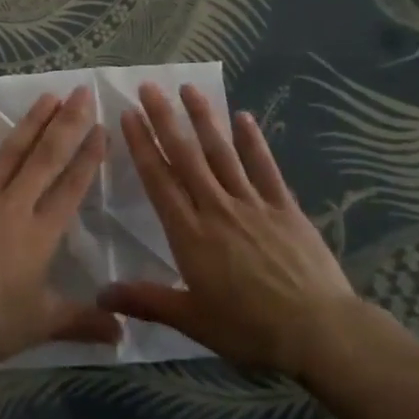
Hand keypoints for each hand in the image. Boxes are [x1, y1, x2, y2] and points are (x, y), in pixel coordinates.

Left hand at [0, 87, 121, 368]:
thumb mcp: (40, 326)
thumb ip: (83, 323)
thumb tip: (124, 335)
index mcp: (41, 235)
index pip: (72, 188)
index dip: (89, 157)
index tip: (102, 128)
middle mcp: (14, 206)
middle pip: (46, 158)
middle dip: (67, 124)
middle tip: (82, 92)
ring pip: (10, 152)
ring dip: (31, 122)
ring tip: (48, 96)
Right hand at [101, 82, 357, 379]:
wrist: (319, 331)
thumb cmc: (250, 329)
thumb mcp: (193, 321)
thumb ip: (146, 301)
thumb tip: (99, 295)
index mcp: (190, 234)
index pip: (159, 180)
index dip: (142, 145)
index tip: (129, 114)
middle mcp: (216, 208)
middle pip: (186, 156)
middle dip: (165, 119)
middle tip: (149, 87)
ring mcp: (252, 203)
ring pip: (222, 152)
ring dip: (203, 119)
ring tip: (189, 88)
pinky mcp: (284, 207)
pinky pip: (265, 167)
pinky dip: (253, 141)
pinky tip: (244, 117)